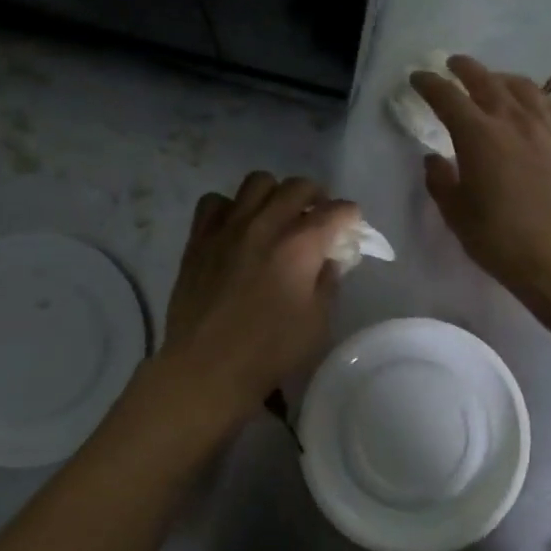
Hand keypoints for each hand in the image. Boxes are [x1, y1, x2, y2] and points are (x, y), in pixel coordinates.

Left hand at [156, 173, 358, 428]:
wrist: (206, 368)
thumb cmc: (269, 351)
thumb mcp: (317, 323)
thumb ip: (328, 282)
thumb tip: (328, 259)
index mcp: (300, 245)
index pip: (336, 211)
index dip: (350, 216)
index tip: (351, 226)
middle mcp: (265, 224)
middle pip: (298, 187)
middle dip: (317, 196)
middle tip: (318, 217)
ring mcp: (228, 227)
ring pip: (257, 182)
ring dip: (274, 194)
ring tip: (276, 215)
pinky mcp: (199, 238)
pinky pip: (214, 202)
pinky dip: (230, 207)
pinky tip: (235, 227)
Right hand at [411, 55, 550, 314]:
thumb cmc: (501, 240)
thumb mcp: (457, 214)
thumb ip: (440, 182)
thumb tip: (434, 159)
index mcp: (477, 135)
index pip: (447, 97)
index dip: (429, 84)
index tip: (417, 78)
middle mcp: (512, 120)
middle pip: (486, 81)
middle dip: (465, 69)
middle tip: (452, 65)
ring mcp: (546, 128)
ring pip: (523, 88)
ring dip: (502, 78)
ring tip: (493, 80)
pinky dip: (538, 97)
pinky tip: (535, 103)